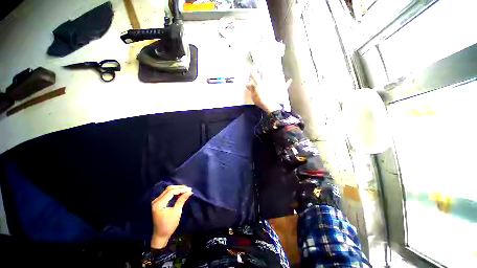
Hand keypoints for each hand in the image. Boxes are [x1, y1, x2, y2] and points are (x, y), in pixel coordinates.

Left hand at [150, 185, 192, 248]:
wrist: (161, 235)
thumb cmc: (169, 225)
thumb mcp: (177, 212)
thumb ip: (182, 200)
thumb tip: (189, 192)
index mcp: (159, 203)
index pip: (171, 192)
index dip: (181, 189)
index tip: (189, 189)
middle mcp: (156, 201)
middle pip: (169, 189)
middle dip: (179, 188)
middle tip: (188, 189)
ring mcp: (156, 202)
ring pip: (168, 190)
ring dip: (177, 189)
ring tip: (185, 190)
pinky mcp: (158, 203)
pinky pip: (167, 194)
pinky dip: (174, 192)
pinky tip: (180, 193)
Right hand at [246, 70, 291, 113]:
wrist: (270, 106)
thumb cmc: (261, 101)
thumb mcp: (254, 96)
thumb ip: (251, 89)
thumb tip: (247, 83)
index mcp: (260, 84)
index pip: (255, 77)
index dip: (253, 73)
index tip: (251, 69)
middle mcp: (267, 82)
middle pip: (264, 74)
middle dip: (262, 69)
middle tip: (261, 64)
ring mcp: (274, 85)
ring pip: (274, 76)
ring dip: (273, 71)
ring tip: (273, 66)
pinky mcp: (279, 89)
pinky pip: (285, 86)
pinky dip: (287, 83)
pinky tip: (290, 80)